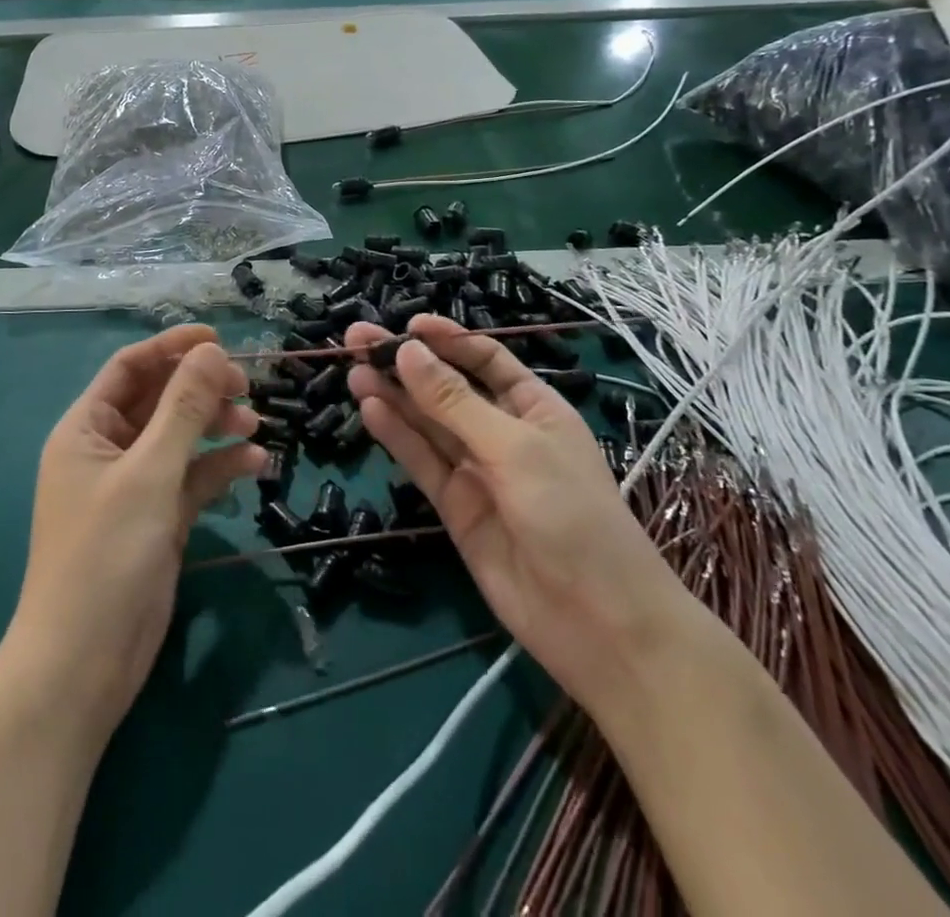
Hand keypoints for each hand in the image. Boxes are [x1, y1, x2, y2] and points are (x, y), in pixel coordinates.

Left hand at [8, 325, 263, 738]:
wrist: (83, 665)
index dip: (171, 347)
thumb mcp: (148, 474)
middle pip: (159, 400)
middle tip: (246, 386)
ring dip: (216, 427)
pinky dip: (220, 468)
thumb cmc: (105, 556)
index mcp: (86, 428)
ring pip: (180, 439)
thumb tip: (210, 350)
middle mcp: (108, 450)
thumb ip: (182, 409)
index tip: (218, 338)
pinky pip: (192, 478)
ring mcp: (134, 486)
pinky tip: (256, 465)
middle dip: (201, 389)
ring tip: (256, 425)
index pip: (130, 368)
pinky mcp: (157, 519)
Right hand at [345, 317, 687, 707]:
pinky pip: (422, 462)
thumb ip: (454, 402)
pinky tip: (369, 408)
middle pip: (446, 387)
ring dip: (392, 395)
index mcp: (534, 409)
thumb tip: (408, 350)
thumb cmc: (572, 516)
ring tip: (352, 368)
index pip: (485, 360)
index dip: (447, 339)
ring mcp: (477, 472)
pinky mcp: (455, 508)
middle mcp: (503, 433)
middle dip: (406, 363)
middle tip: (357, 340)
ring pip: (426, 423)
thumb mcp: (515, 448)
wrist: (598, 625)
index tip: (407, 325)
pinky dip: (396, 435)